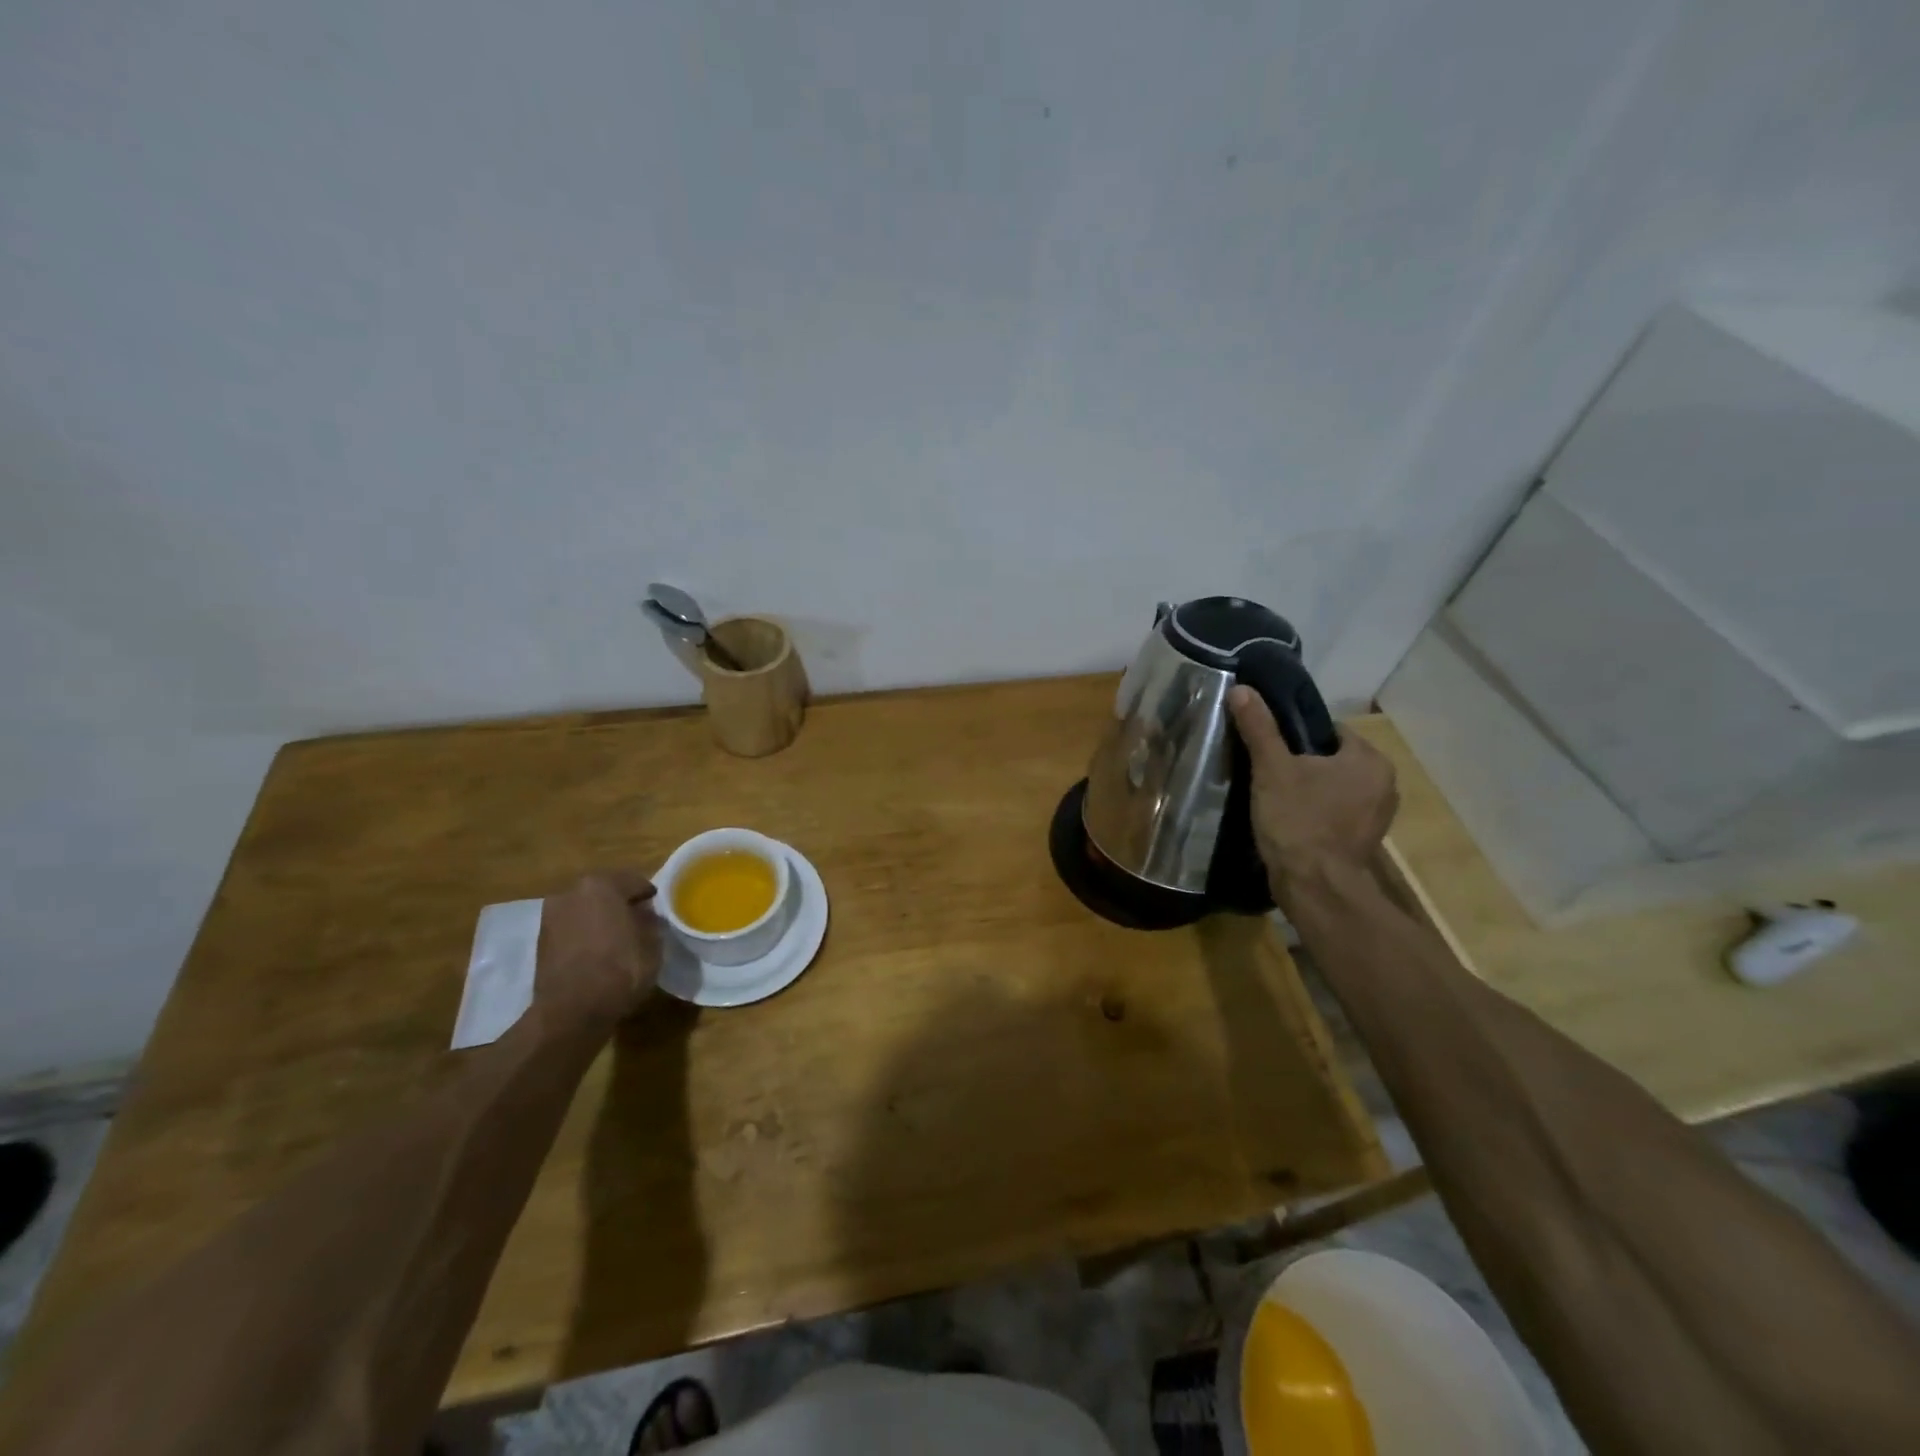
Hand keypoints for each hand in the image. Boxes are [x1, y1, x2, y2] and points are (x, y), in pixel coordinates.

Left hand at [535, 871, 663, 1027]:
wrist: (571, 1011)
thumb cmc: (620, 969)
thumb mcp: (652, 944)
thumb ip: (650, 922)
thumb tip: (645, 915)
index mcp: (602, 885)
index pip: (634, 881)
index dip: (648, 894)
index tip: (657, 907)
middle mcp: (572, 892)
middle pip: (605, 891)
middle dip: (620, 903)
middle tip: (638, 920)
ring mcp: (552, 915)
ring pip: (585, 909)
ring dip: (600, 918)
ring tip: (616, 937)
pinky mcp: (541, 939)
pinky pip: (571, 927)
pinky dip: (584, 933)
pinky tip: (597, 950)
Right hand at [1227, 686, 1398, 900]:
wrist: (1315, 888)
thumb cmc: (1298, 821)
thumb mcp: (1272, 768)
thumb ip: (1259, 727)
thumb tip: (1241, 689)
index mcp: (1369, 759)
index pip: (1330, 730)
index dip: (1295, 735)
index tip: (1269, 747)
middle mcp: (1384, 784)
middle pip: (1332, 759)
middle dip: (1302, 764)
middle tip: (1266, 772)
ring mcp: (1377, 816)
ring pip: (1334, 787)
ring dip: (1309, 789)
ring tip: (1274, 796)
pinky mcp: (1364, 841)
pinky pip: (1336, 813)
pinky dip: (1315, 813)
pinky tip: (1289, 821)